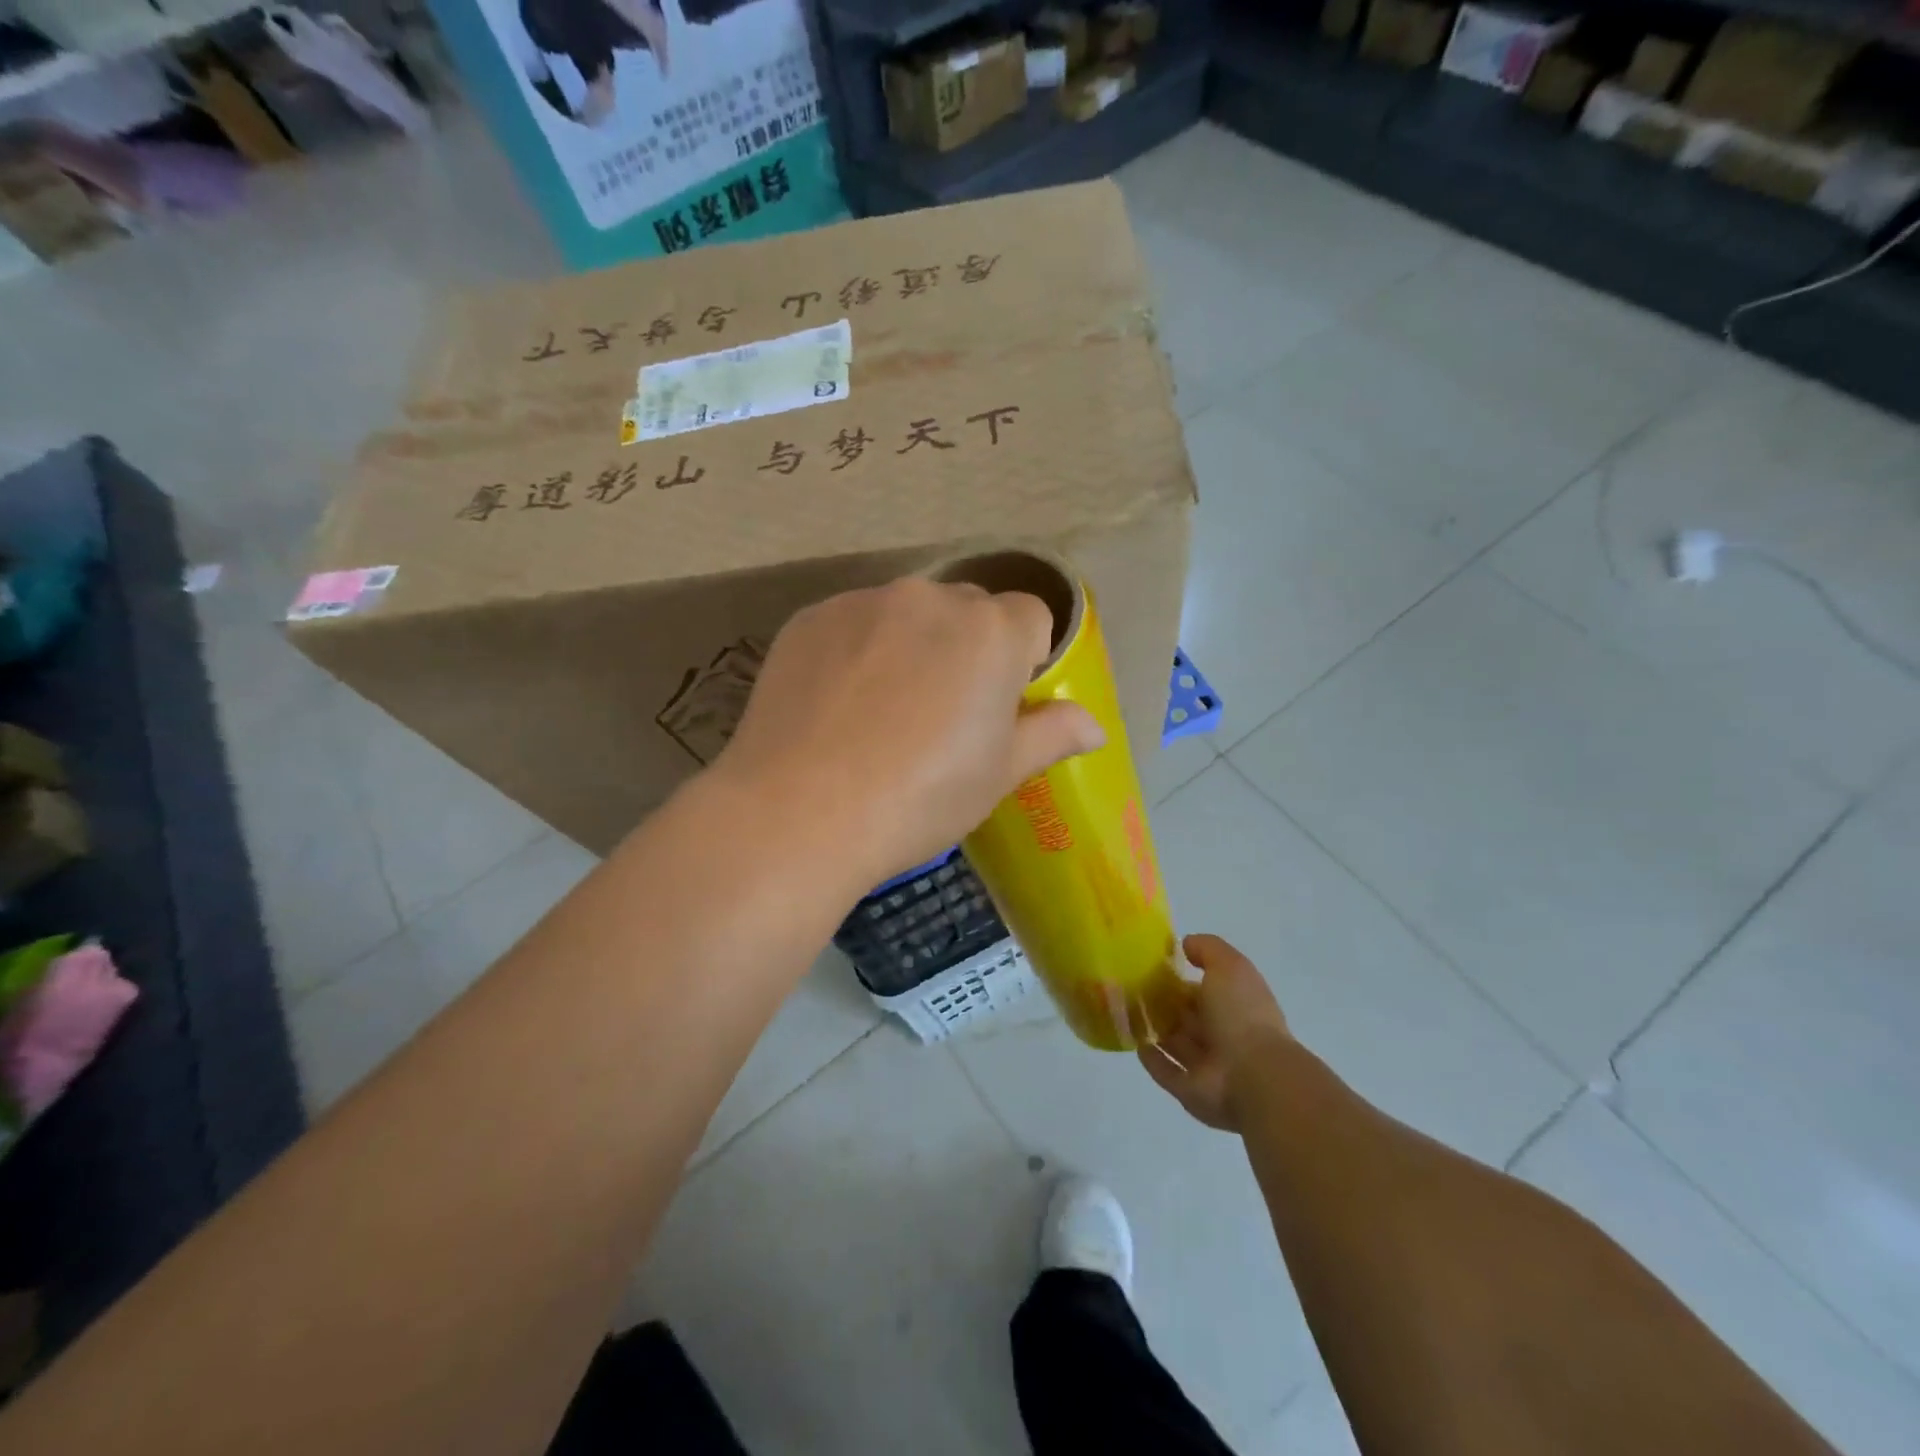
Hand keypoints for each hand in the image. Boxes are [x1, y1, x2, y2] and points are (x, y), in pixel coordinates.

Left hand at [711, 576, 1103, 891]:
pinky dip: (855, 651)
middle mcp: (930, 597)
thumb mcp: (999, 775)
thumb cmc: (920, 798)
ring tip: (880, 713)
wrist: (800, 812)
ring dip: (909, 645)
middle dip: (967, 648)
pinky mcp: (809, 617)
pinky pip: (852, 623)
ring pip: (906, 614)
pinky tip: (836, 705)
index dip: (1022, 660)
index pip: (1031, 617)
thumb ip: (1051, 735)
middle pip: (968, 610)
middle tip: (939, 714)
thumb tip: (1095, 726)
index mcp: (992, 631)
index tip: (998, 706)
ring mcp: (863, 602)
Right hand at [1140, 935, 1292, 1131]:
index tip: (1151, 966)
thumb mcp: (1229, 966)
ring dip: (1154, 1029)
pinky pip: (1166, 1073)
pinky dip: (1152, 1059)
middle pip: (1188, 1017)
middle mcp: (1223, 1035)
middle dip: (1164, 1004)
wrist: (1255, 1076)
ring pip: (1175, 1043)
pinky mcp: (1190, 1091)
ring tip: (1124, 1011)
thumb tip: (1185, 944)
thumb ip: (1207, 950)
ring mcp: (1207, 1066)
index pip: (1203, 989)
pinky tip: (1135, 1042)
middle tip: (1130, 988)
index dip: (1180, 977)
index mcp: (1235, 1005)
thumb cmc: (1242, 1014)